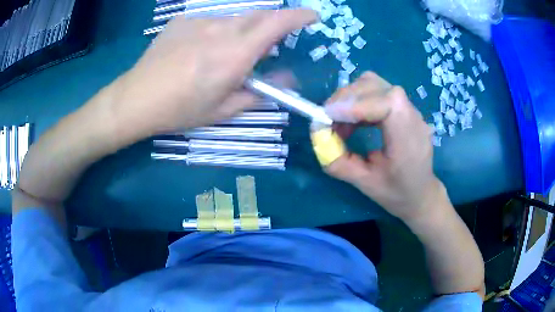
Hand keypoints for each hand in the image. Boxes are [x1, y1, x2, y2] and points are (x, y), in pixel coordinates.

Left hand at [112, 9, 316, 136]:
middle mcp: (221, 29)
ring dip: (241, 31)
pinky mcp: (182, 20)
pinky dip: (216, 32)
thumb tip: (289, 80)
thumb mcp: (224, 110)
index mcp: (235, 53)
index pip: (278, 23)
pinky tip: (199, 50)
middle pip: (260, 15)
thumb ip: (261, 92)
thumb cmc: (180, 110)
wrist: (136, 99)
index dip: (300, 16)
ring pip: (234, 18)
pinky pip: (210, 21)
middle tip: (266, 47)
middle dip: (273, 25)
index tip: (313, 17)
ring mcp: (199, 21)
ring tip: (223, 55)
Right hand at [324, 72, 444, 222]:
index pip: (385, 102)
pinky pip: (378, 92)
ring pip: (374, 84)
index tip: (327, 116)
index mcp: (408, 136)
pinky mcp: (404, 108)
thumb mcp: (365, 183)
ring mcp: (410, 108)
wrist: (421, 194)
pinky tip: (353, 121)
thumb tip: (317, 137)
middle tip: (327, 119)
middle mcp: (412, 115)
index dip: (354, 104)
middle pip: (375, 86)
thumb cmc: (397, 193)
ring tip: (339, 121)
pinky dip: (359, 101)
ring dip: (351, 98)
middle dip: (345, 99)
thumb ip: (339, 161)